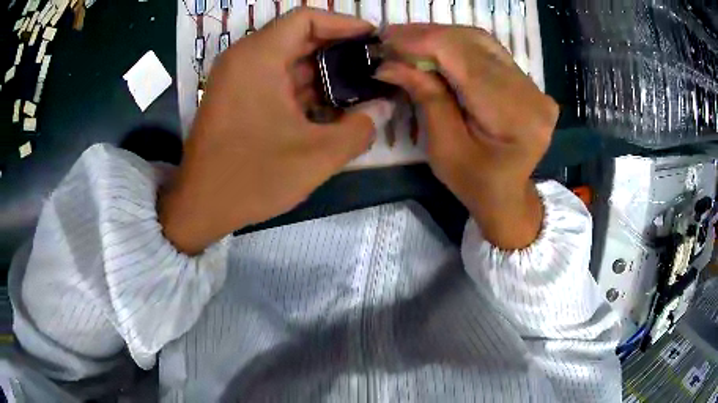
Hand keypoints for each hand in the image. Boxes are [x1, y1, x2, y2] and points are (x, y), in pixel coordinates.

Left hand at [159, 9, 393, 254]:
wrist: (200, 207)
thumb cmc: (252, 178)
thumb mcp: (316, 157)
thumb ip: (360, 129)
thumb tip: (383, 108)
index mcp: (258, 57)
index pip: (306, 18)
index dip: (344, 23)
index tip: (372, 40)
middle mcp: (244, 59)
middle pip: (298, 37)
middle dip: (338, 49)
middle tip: (372, 66)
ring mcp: (237, 79)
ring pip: (287, 60)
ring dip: (322, 71)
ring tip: (359, 87)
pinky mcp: (236, 98)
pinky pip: (275, 80)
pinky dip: (302, 88)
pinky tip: (329, 107)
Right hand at [376, 24, 558, 248]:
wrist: (508, 194)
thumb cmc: (474, 182)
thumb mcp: (443, 147)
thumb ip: (426, 97)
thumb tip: (390, 62)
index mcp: (515, 117)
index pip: (466, 59)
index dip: (423, 42)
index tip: (385, 40)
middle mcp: (532, 93)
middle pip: (475, 43)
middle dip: (428, 35)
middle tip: (391, 37)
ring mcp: (534, 85)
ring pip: (481, 41)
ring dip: (440, 37)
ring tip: (407, 40)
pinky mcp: (528, 81)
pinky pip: (488, 51)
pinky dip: (457, 45)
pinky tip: (433, 48)